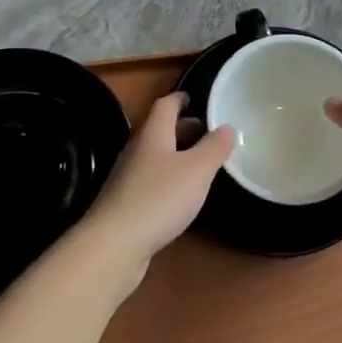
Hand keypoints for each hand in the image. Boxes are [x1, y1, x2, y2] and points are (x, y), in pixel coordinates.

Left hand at [86, 93, 234, 266]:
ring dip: (177, 154)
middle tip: (207, 132)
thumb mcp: (197, 170)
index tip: (195, 98)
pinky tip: (181, 194)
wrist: (114, 244)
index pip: (165, 105)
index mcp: (153, 134)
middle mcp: (137, 150)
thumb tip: (227, 126)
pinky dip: (168, 178)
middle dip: (183, 128)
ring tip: (201, 162)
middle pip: (159, 130)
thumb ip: (214, 147)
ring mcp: (128, 178)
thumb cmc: (159, 198)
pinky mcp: (125, 203)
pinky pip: (151, 180)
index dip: (180, 98)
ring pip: (156, 156)